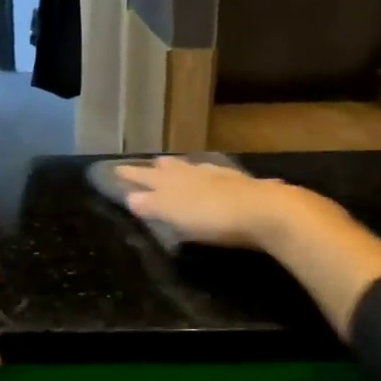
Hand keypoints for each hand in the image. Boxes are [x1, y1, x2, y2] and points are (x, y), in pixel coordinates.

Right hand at [114, 156, 315, 251]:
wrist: (265, 211)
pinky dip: (205, 175)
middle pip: (170, 169)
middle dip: (155, 168)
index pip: (145, 177)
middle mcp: (193, 173)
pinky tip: (212, 178)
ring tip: (173, 166)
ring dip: (181, 168)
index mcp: (173, 181)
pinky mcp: (242, 185)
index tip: (115, 170)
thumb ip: (152, 205)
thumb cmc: (212, 216)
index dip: (130, 175)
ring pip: (193, 169)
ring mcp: (219, 176)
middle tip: (147, 165)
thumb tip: (130, 196)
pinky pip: (214, 175)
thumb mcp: (175, 214)